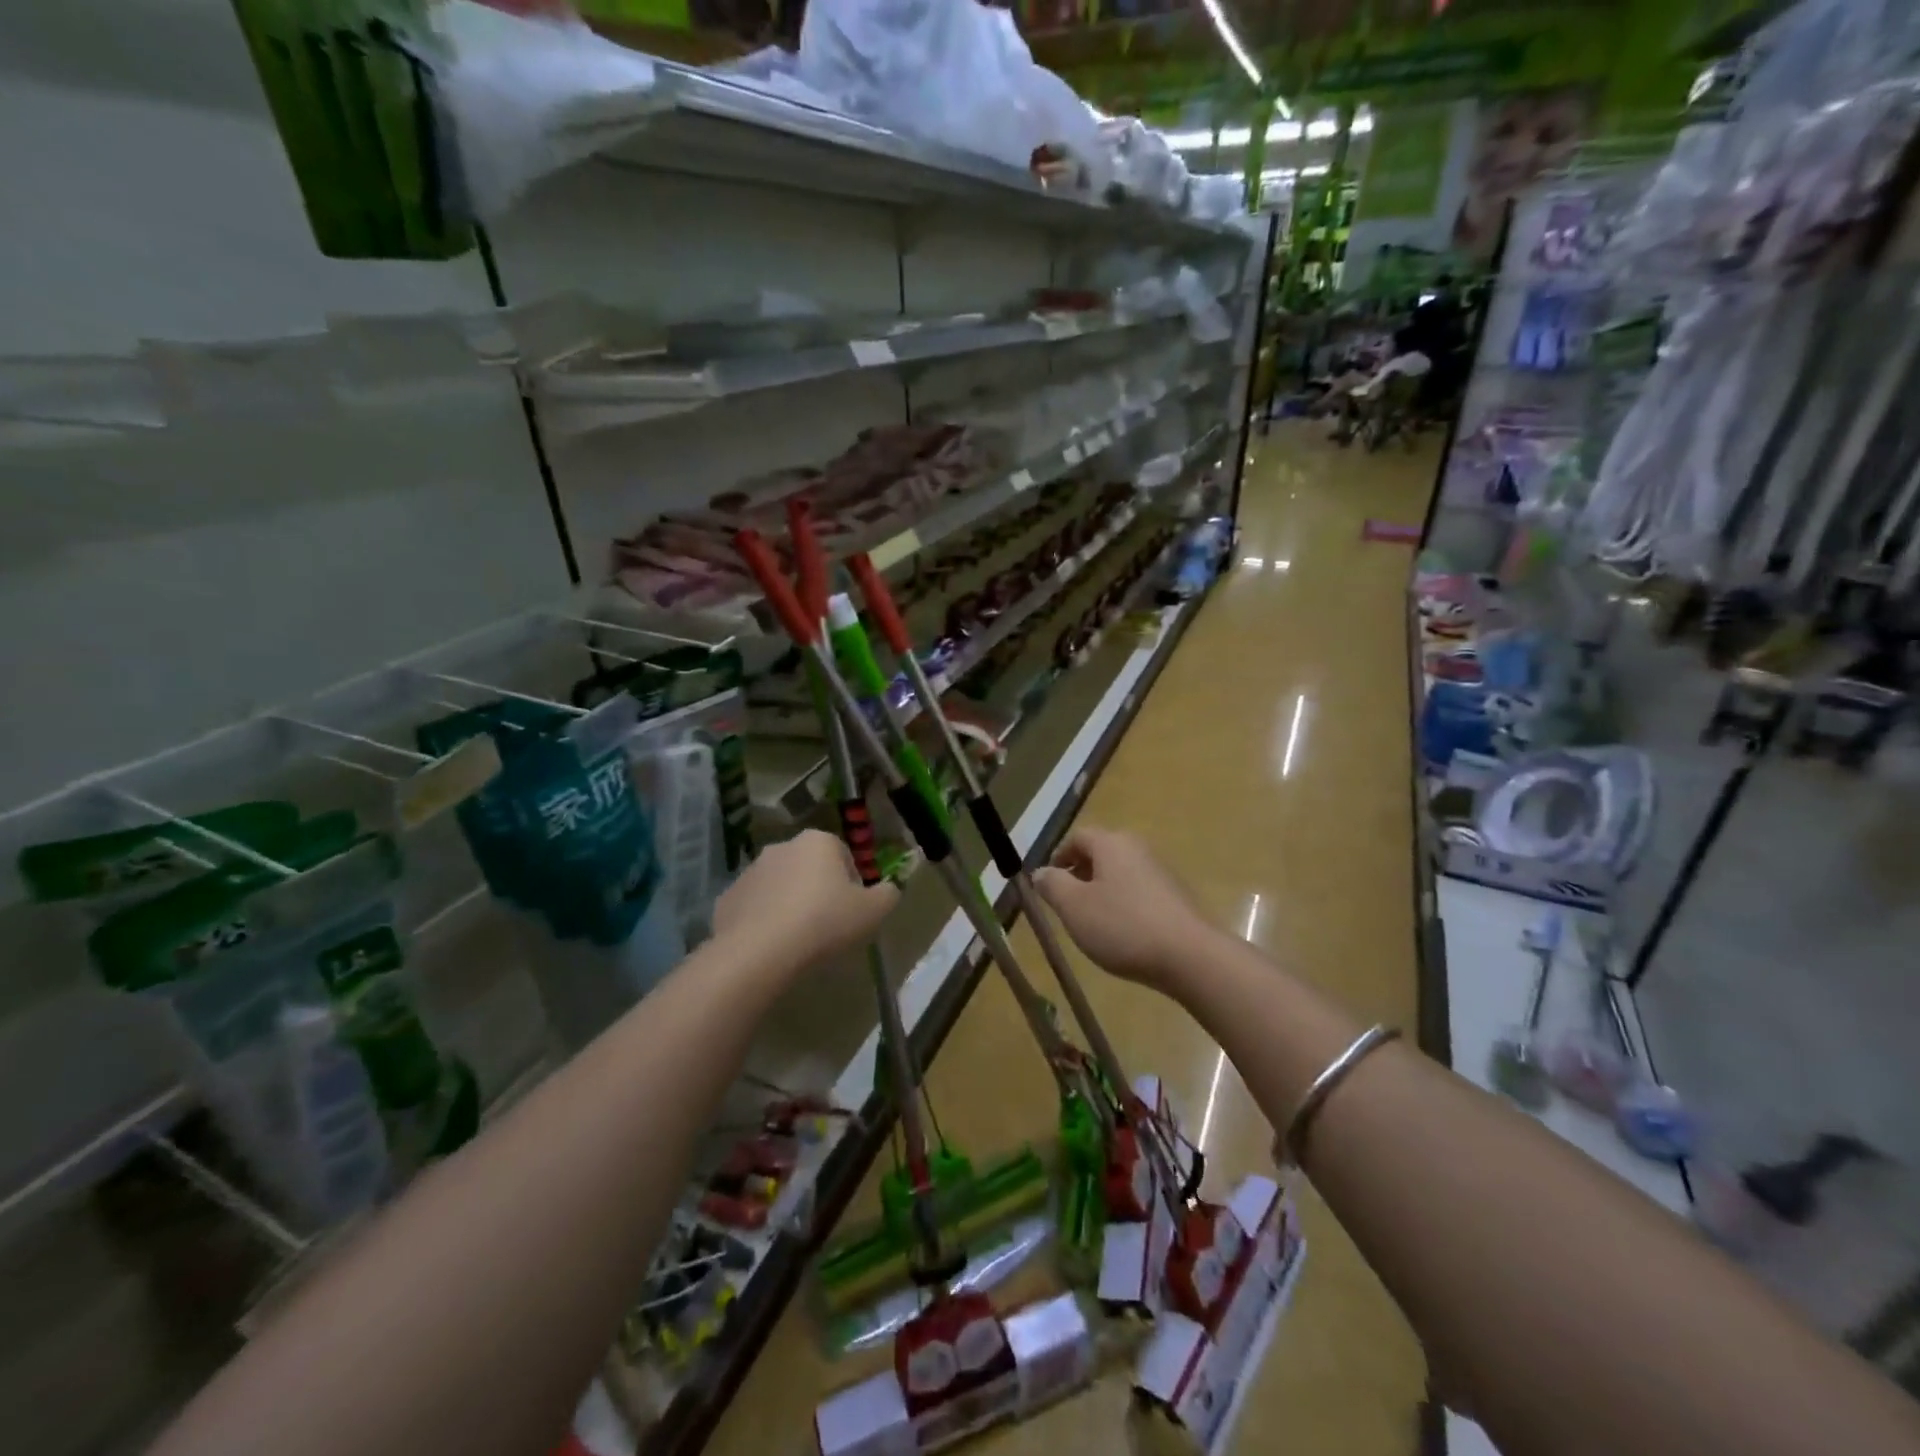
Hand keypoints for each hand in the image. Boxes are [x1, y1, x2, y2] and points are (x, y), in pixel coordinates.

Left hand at [712, 829, 897, 970]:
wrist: (759, 951)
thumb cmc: (824, 922)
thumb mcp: (873, 911)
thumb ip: (888, 894)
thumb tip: (888, 889)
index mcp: (818, 842)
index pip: (843, 855)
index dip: (852, 884)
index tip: (852, 911)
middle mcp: (782, 847)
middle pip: (810, 868)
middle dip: (819, 890)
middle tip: (828, 925)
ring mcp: (750, 871)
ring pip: (780, 886)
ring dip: (790, 903)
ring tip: (799, 939)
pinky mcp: (727, 897)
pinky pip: (755, 907)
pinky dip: (764, 920)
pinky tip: (772, 946)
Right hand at [1033, 827, 1213, 991]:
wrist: (1190, 956)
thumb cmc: (1123, 926)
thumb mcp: (1074, 907)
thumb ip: (1052, 885)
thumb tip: (1040, 872)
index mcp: (1111, 844)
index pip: (1078, 837)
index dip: (1058, 856)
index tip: (1048, 882)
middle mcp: (1138, 849)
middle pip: (1101, 853)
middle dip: (1080, 873)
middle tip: (1066, 901)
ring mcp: (1161, 872)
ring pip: (1120, 873)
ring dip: (1101, 890)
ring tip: (1091, 921)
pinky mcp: (1176, 897)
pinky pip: (1139, 892)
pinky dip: (1123, 904)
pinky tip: (1122, 932)